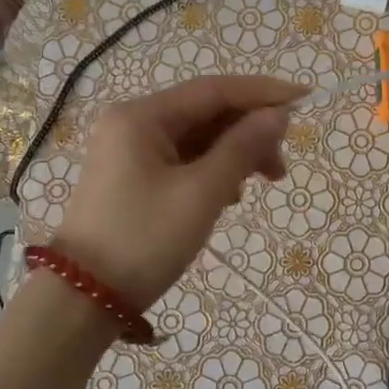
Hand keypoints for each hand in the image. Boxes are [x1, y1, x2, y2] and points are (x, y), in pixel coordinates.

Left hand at [53, 76, 302, 309]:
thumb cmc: (144, 240)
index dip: (262, 92)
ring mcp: (129, 151)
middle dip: (248, 133)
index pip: (214, 90)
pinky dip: (211, 171)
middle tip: (280, 168)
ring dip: (233, 155)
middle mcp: (132, 123)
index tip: (305, 98)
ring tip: (258, 185)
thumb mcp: (201, 193)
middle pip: (205, 113)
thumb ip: (243, 148)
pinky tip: (228, 196)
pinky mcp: (132, 177)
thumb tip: (278, 114)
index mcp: (142, 116)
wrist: (83, 299)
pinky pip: (182, 160)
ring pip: (196, 139)